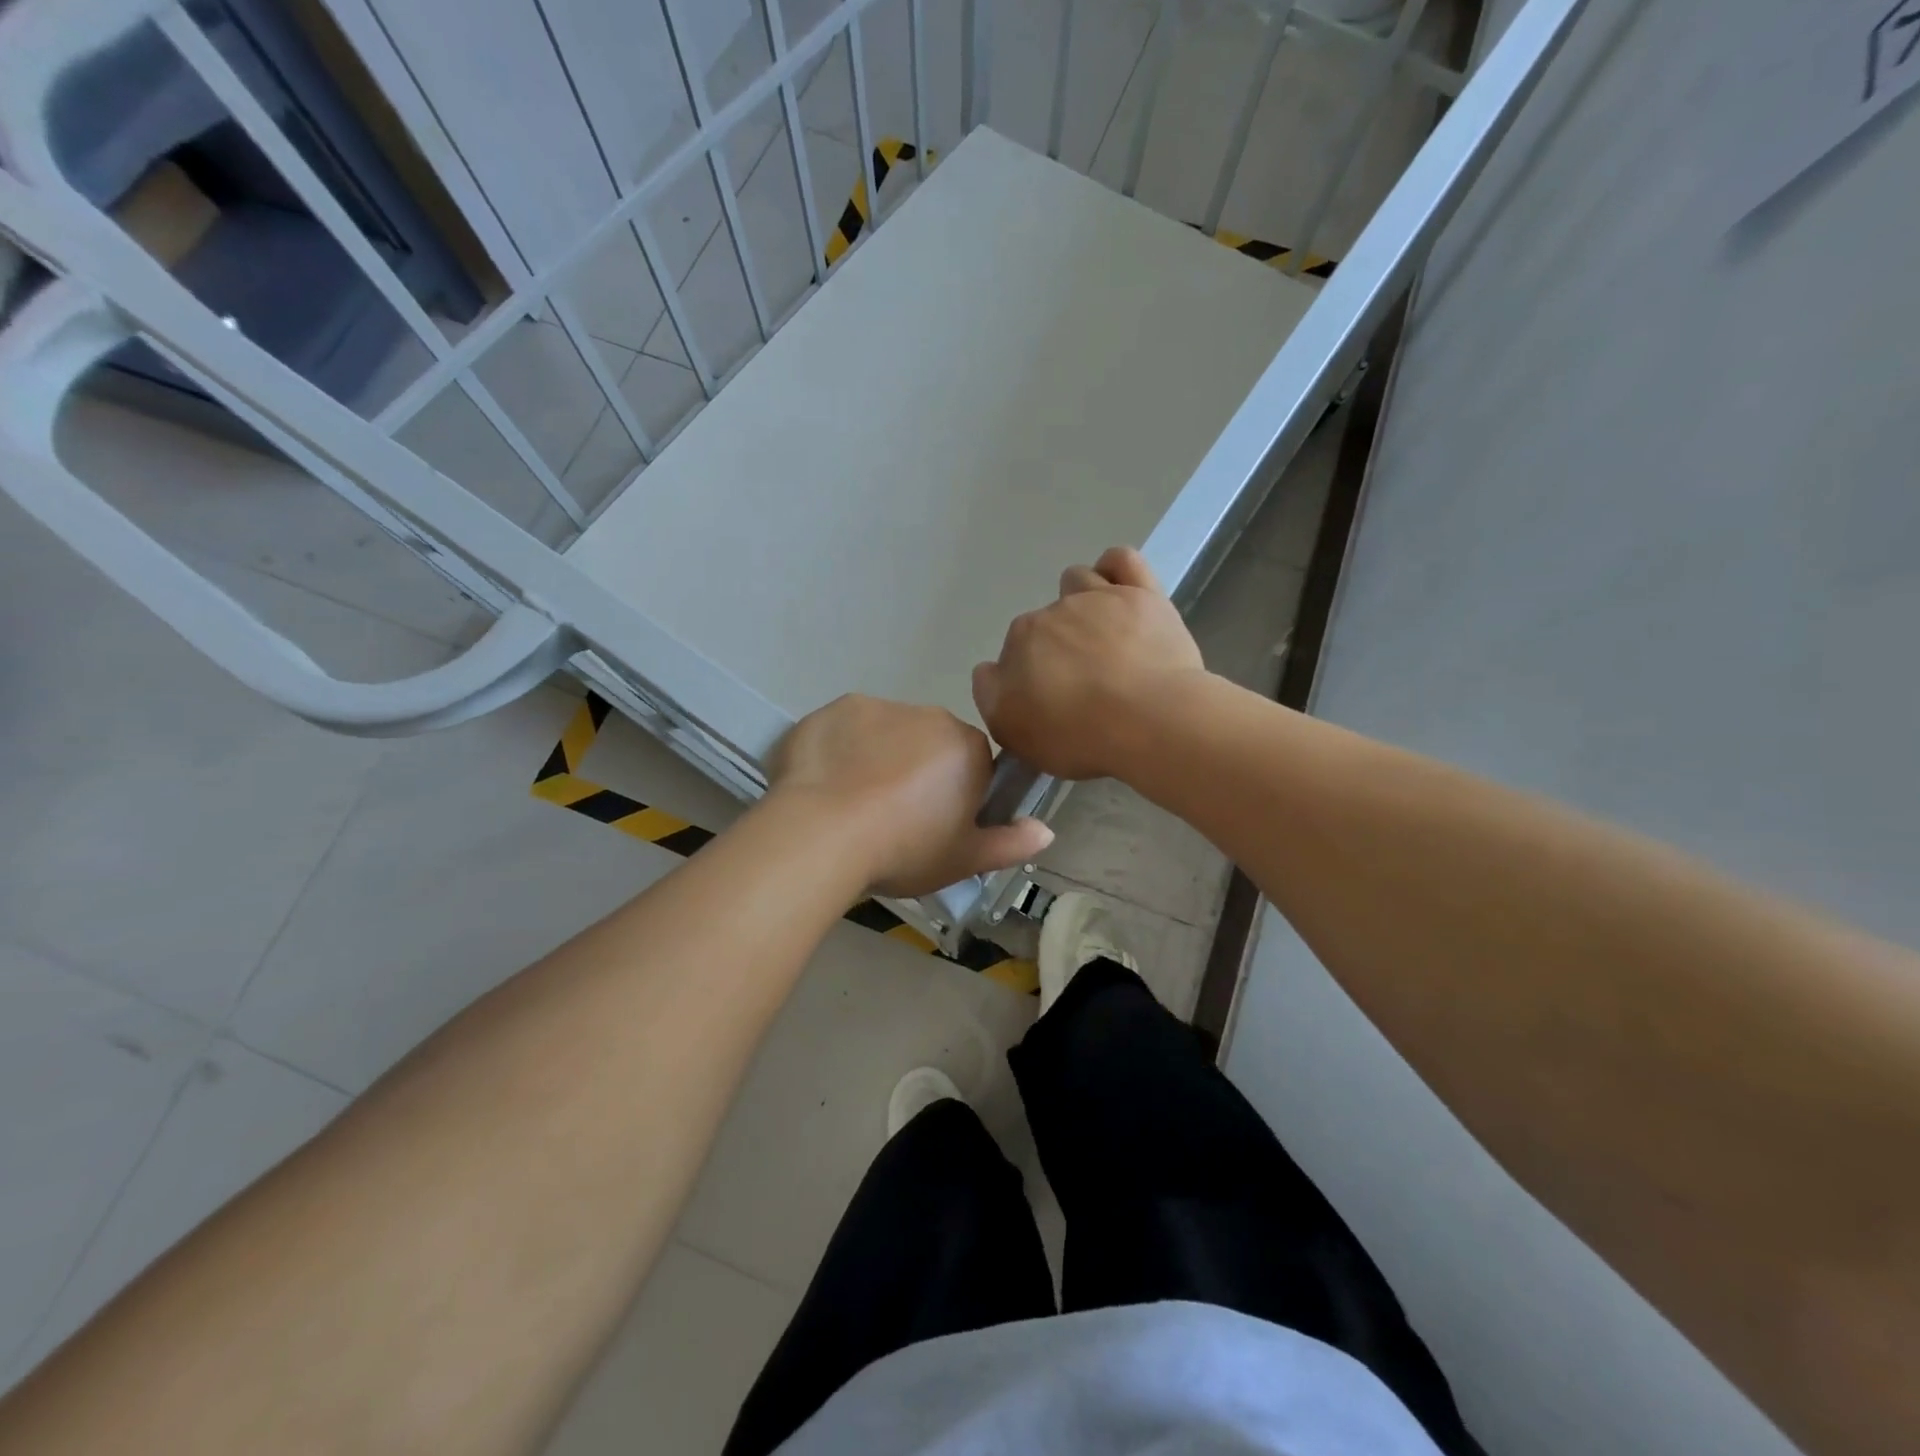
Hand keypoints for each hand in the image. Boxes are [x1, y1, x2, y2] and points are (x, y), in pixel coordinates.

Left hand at [767, 694, 1054, 897]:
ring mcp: (876, 707)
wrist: (822, 834)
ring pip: (885, 733)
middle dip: (917, 771)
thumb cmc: (904, 848)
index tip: (934, 824)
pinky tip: (824, 785)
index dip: (956, 794)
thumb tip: (1047, 831)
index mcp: (965, 747)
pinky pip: (844, 730)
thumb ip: (1010, 844)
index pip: (973, 763)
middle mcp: (927, 715)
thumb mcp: (964, 860)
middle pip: (929, 743)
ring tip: (852, 804)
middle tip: (893, 818)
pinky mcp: (832, 709)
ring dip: (878, 758)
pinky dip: (839, 750)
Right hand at [972, 546, 1205, 780]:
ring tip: (1103, 638)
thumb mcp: (1013, 733)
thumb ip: (991, 695)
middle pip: (1048, 621)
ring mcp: (1099, 598)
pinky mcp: (1142, 594)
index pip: (1016, 651)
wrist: (1150, 722)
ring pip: (1078, 581)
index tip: (1052, 701)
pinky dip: (1115, 570)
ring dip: (1083, 602)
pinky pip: (1121, 560)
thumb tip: (990, 670)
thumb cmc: (1079, 736)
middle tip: (1084, 683)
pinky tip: (1121, 591)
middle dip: (1059, 646)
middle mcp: (1053, 611)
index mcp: (1020, 640)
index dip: (1032, 676)